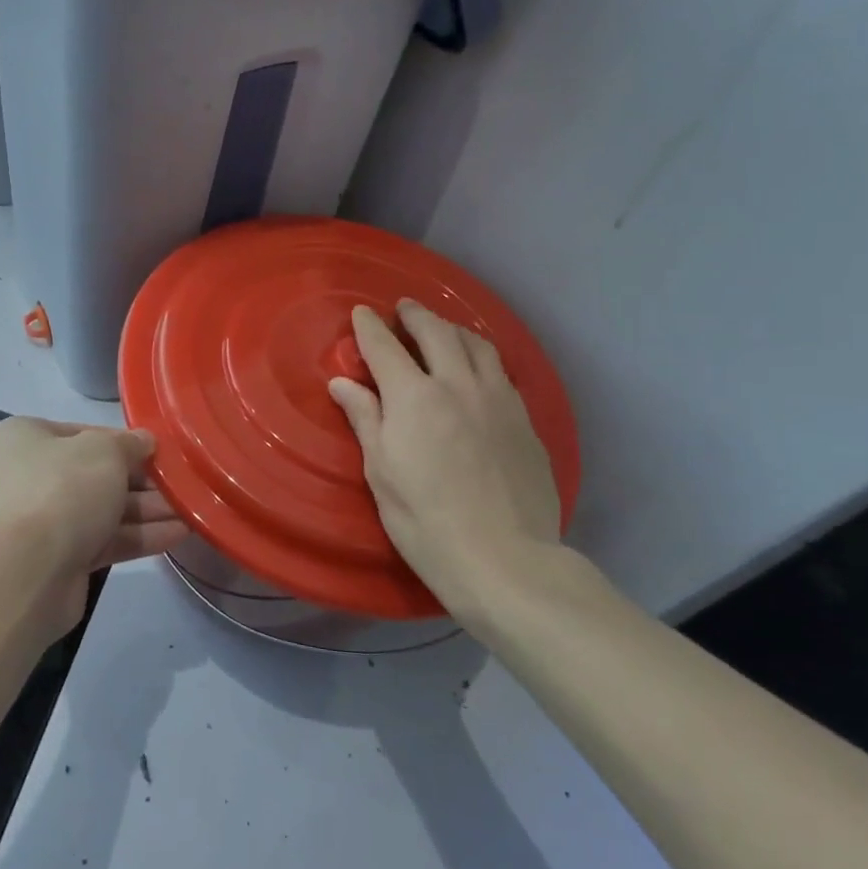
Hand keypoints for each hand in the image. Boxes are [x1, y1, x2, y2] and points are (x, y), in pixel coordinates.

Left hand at [0, 417, 188, 638]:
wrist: (28, 570)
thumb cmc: (63, 487)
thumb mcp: (105, 450)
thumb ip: (129, 444)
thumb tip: (145, 442)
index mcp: (24, 438)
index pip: (80, 433)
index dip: (121, 441)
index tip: (156, 449)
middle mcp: (27, 476)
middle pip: (93, 473)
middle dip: (140, 480)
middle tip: (180, 482)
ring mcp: (41, 521)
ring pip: (102, 510)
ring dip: (146, 509)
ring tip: (190, 508)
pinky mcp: (59, 560)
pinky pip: (104, 541)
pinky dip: (138, 536)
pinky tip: (178, 533)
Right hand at [328, 301, 560, 633]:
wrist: (505, 558)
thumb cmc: (425, 520)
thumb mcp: (381, 472)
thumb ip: (365, 419)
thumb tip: (342, 382)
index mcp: (414, 397)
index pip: (385, 346)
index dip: (370, 326)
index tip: (362, 313)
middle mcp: (458, 384)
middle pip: (436, 332)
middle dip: (415, 315)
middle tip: (403, 310)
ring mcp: (498, 399)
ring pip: (476, 344)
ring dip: (452, 329)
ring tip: (441, 330)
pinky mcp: (525, 420)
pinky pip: (500, 371)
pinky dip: (480, 356)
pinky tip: (477, 369)